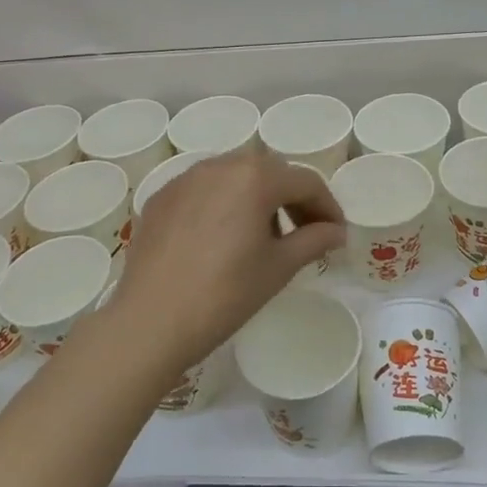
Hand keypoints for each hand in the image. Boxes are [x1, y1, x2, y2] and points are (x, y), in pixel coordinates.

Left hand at [104, 148, 345, 377]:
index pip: (305, 182)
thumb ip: (314, 240)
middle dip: (292, 197)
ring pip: (234, 176)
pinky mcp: (161, 197)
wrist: (151, 321)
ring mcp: (185, 179)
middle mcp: (220, 165)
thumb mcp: (279, 267)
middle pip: (270, 171)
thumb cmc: (226, 293)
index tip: (335, 234)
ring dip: (257, 197)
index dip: (327, 207)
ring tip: (262, 236)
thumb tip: (336, 232)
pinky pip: (203, 190)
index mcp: (255, 176)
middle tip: (304, 232)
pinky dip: (223, 204)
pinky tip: (221, 238)